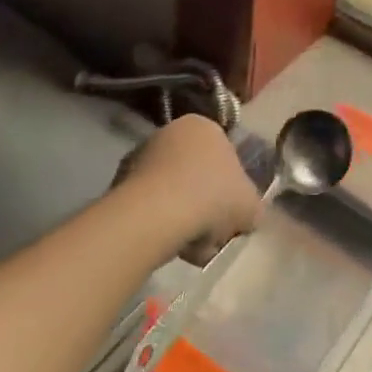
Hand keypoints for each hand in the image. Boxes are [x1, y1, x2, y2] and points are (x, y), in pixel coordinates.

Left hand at [120, 114, 260, 260]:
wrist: (156, 216)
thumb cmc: (212, 198)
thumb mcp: (251, 206)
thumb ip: (253, 208)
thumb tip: (247, 216)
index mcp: (205, 126)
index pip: (225, 157)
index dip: (230, 189)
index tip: (230, 215)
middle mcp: (171, 131)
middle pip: (196, 175)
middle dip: (204, 205)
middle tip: (211, 233)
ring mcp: (141, 155)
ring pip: (172, 193)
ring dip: (182, 217)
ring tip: (189, 246)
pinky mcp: (118, 181)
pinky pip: (149, 206)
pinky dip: (158, 223)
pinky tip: (166, 244)